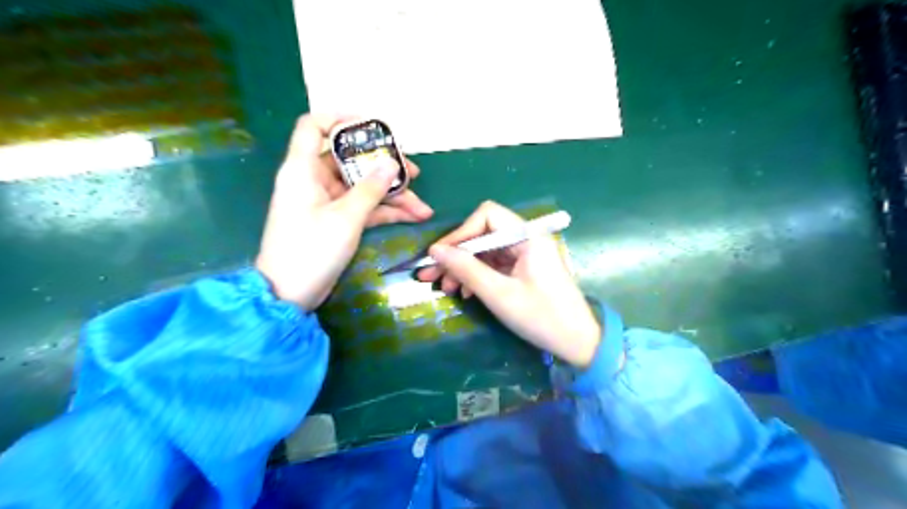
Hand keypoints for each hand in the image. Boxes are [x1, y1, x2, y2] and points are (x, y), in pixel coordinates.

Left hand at [256, 114, 432, 308]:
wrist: (289, 294)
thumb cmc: (310, 250)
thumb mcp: (345, 218)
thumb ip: (371, 189)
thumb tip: (392, 164)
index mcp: (303, 169)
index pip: (314, 126)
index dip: (341, 119)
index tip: (374, 126)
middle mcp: (314, 180)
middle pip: (351, 160)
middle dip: (384, 166)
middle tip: (414, 173)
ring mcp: (327, 202)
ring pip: (363, 187)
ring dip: (392, 195)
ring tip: (423, 207)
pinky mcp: (336, 220)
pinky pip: (364, 208)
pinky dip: (386, 212)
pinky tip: (413, 217)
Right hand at [419, 200, 600, 366]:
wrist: (578, 342)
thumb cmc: (541, 317)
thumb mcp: (498, 293)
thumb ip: (466, 269)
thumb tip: (435, 250)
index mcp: (527, 236)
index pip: (486, 216)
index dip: (459, 233)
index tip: (438, 256)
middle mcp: (526, 238)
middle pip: (483, 233)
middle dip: (456, 254)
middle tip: (430, 275)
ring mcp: (525, 254)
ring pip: (485, 250)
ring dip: (463, 267)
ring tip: (445, 288)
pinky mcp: (524, 268)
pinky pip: (494, 264)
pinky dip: (477, 275)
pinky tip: (465, 293)